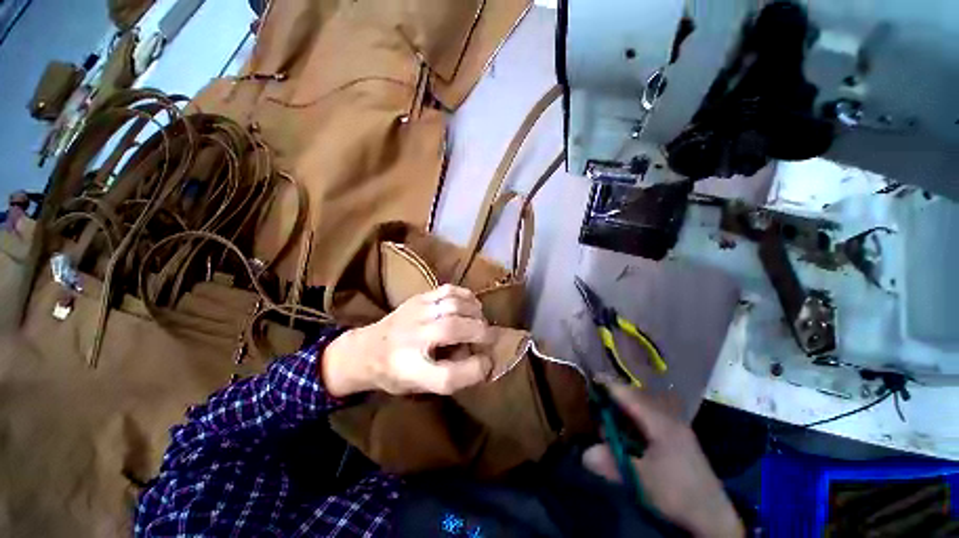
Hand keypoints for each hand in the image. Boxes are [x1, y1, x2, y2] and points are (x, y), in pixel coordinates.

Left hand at [322, 285, 494, 396]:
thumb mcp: (419, 387)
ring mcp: (414, 313)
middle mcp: (410, 339)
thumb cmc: (395, 374)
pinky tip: (471, 305)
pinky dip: (466, 296)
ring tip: (480, 321)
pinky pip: (448, 290)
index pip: (448, 375)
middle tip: (491, 338)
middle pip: (454, 330)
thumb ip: (451, 375)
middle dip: (481, 333)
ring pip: (453, 306)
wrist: (364, 350)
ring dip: (475, 312)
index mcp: (408, 371)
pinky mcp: (417, 298)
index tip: (487, 363)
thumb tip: (482, 355)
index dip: (475, 370)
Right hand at [582, 384, 744, 537]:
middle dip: (614, 396)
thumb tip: (584, 453)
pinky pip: (650, 416)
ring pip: (643, 406)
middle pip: (635, 396)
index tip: (590, 379)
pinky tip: (628, 430)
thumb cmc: (677, 493)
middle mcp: (669, 417)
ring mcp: (675, 426)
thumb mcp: (641, 480)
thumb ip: (611, 462)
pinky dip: (634, 417)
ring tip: (608, 415)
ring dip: (624, 407)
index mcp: (661, 422)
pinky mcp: (677, 436)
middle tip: (596, 402)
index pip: (629, 395)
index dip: (608, 386)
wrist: (714, 517)